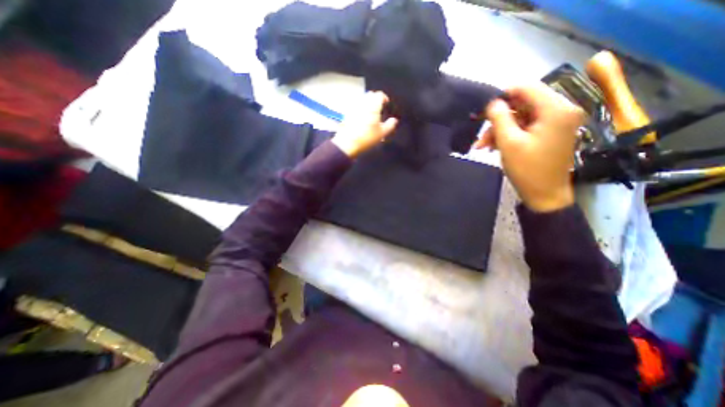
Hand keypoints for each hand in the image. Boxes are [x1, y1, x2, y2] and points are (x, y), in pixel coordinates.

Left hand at [332, 91, 399, 156]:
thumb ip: (390, 125)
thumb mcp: (382, 133)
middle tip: (379, 107)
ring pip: (362, 100)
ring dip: (367, 103)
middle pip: (370, 95)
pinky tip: (362, 117)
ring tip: (371, 113)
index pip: (380, 95)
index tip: (386, 103)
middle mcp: (363, 102)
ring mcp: (354, 107)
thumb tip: (394, 120)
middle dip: (375, 99)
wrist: (348, 143)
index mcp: (373, 105)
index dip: (384, 98)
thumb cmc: (367, 137)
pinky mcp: (347, 113)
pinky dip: (360, 108)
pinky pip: (356, 106)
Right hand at [477, 83, 581, 212]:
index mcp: (556, 109)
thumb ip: (500, 118)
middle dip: (499, 119)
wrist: (545, 194)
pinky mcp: (551, 133)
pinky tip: (494, 147)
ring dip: (500, 130)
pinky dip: (509, 135)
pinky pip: (526, 127)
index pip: (527, 88)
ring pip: (522, 117)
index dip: (503, 96)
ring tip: (483, 146)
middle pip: (523, 104)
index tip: (484, 109)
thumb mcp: (509, 142)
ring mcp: (557, 122)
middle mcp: (562, 110)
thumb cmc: (527, 169)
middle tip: (481, 134)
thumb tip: (493, 102)